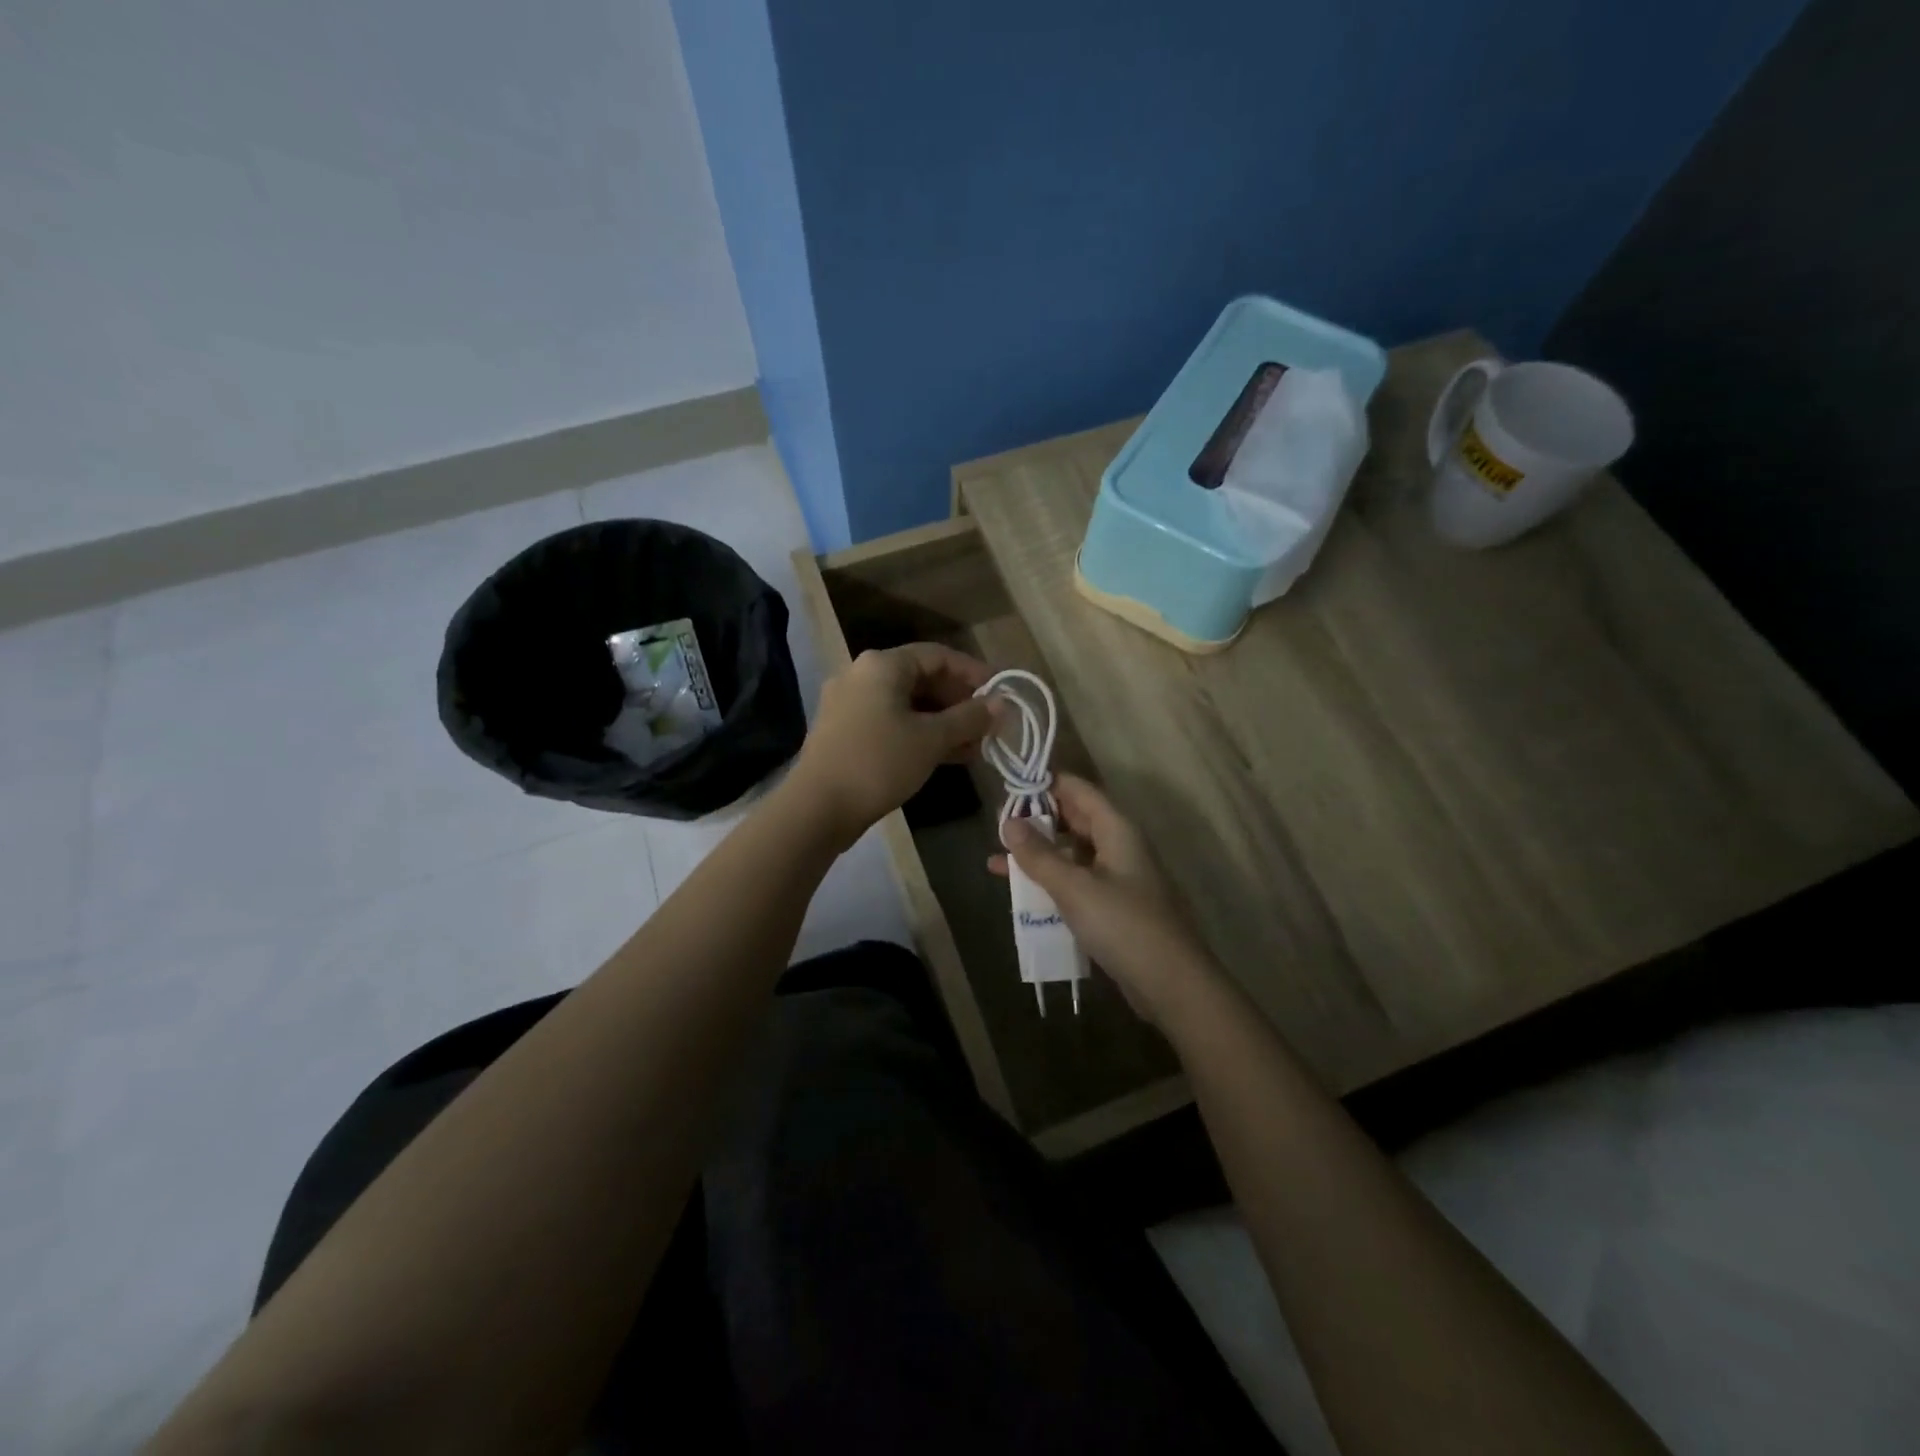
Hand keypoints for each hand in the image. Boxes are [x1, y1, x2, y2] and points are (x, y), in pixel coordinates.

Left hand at [788, 643, 992, 847]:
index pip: (939, 655)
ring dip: (942, 722)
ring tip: (974, 747)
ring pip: (907, 704)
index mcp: (882, 665)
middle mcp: (862, 675)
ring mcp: (849, 704)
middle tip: (988, 726)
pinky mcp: (844, 731)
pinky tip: (945, 756)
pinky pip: (891, 722)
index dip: (974, 673)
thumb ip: (969, 718)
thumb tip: (1001, 704)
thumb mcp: (932, 739)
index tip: (1000, 695)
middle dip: (959, 702)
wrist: (817, 808)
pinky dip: (919, 734)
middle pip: (922, 679)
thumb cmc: (879, 763)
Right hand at [989, 774, 1220, 1026]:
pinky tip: (1022, 895)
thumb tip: (1008, 822)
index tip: (1008, 790)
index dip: (1044, 785)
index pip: (1077, 789)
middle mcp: (1119, 845)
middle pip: (1074, 819)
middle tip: (998, 828)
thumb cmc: (1123, 925)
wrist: (1171, 984)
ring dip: (1039, 855)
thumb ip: (1039, 855)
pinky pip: (1077, 882)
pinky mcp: (1114, 906)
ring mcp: (1118, 877)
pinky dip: (1051, 882)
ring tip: (998, 860)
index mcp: (1116, 829)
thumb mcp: (1074, 887)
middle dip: (1037, 821)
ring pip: (1072, 853)